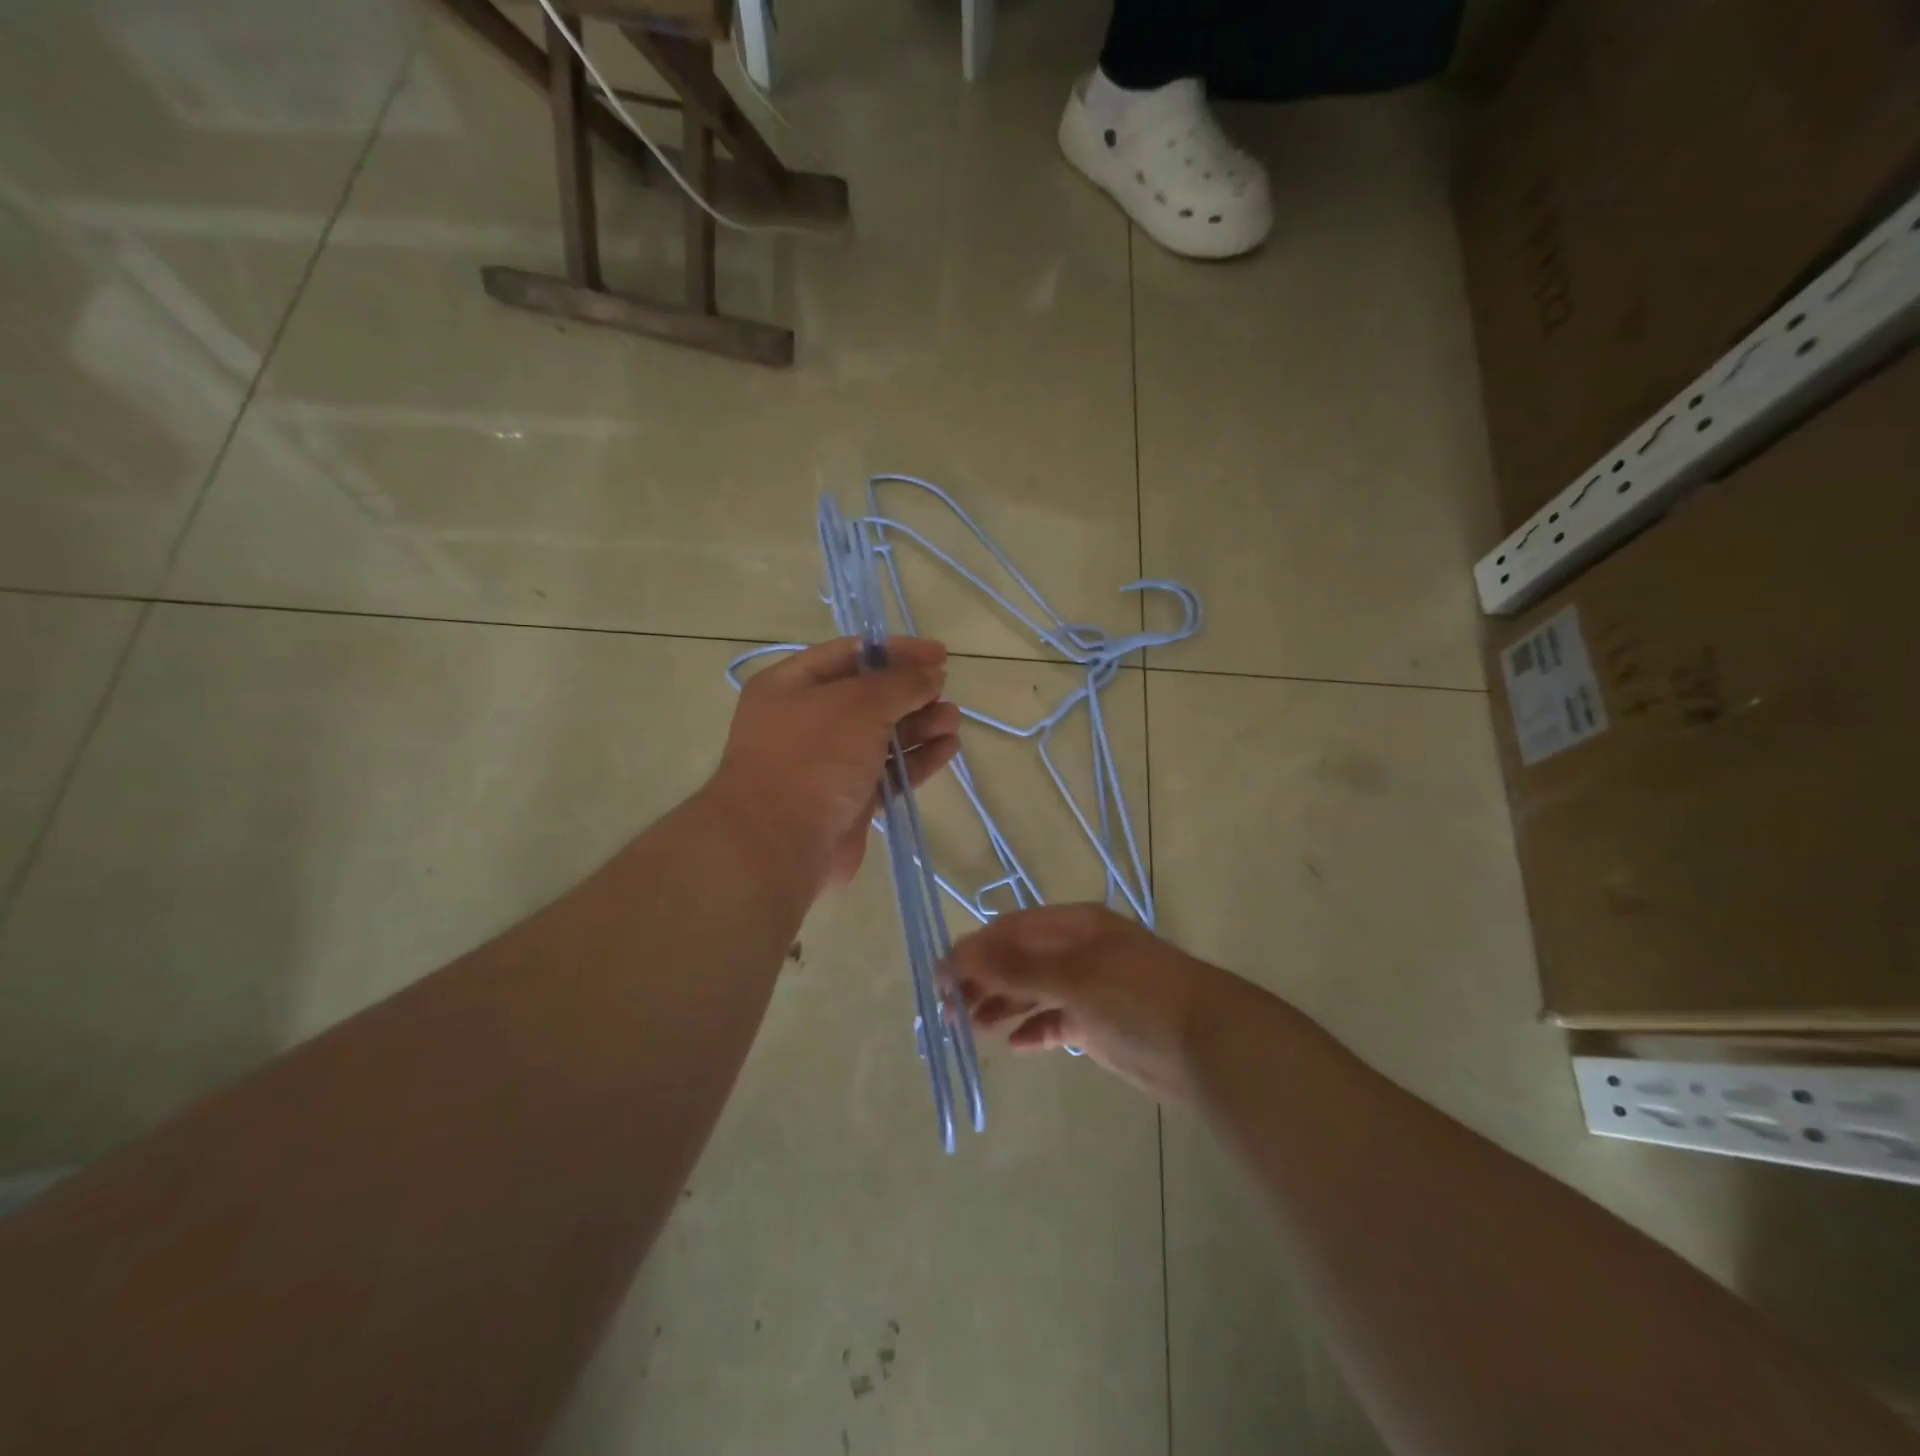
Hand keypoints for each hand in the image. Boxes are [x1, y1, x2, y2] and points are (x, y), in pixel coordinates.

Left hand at [707, 637, 960, 898]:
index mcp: (792, 685)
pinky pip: (889, 771)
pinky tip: (948, 748)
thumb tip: (931, 674)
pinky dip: (917, 758)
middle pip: (868, 696)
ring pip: (882, 735)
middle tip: (945, 690)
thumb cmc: (814, 757)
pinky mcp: (849, 799)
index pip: (850, 654)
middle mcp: (806, 720)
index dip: (896, 651)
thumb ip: (900, 683)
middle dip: (910, 691)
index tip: (939, 654)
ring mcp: (827, 763)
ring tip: (953, 720)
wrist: (780, 845)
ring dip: (919, 724)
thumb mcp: (858, 704)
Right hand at [946, 904, 1236, 1100]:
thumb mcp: (1073, 977)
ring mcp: (1088, 989)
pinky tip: (1012, 1044)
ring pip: (1033, 991)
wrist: (1206, 1044)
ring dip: (1001, 1004)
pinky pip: (1054, 1021)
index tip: (941, 976)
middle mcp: (1078, 952)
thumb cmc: (1135, 997)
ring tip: (970, 1025)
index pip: (1012, 930)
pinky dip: (1032, 1029)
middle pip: (1019, 960)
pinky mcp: (1098, 1024)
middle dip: (983, 979)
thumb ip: (1016, 967)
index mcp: (1073, 926)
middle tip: (948, 1008)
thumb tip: (960, 954)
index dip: (974, 949)